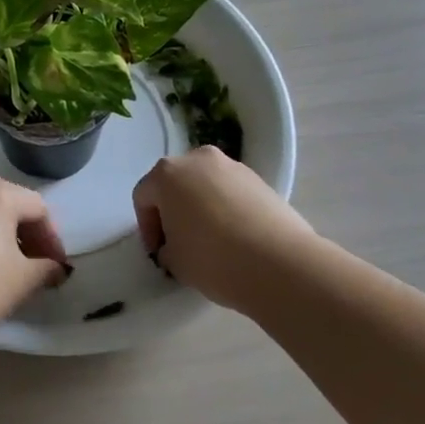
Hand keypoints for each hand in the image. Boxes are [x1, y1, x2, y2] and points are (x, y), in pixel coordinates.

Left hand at [0, 177, 70, 347]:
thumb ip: (47, 268)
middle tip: (39, 268)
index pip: (38, 209)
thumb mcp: (24, 279)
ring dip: (3, 239)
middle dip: (29, 237)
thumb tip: (56, 268)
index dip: (53, 239)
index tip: (58, 268)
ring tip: (12, 271)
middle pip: (11, 206)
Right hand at [132, 147, 313, 312]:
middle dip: (173, 211)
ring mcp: (232, 166)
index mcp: (167, 173)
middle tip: (179, 242)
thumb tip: (176, 244)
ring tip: (210, 241)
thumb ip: (166, 247)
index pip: (144, 196)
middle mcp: (198, 159)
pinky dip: (226, 208)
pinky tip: (235, 237)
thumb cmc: (213, 258)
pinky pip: (230, 192)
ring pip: (204, 185)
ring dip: (200, 207)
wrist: (280, 264)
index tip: (158, 252)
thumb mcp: (174, 261)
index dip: (147, 227)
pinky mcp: (260, 179)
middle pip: (175, 183)